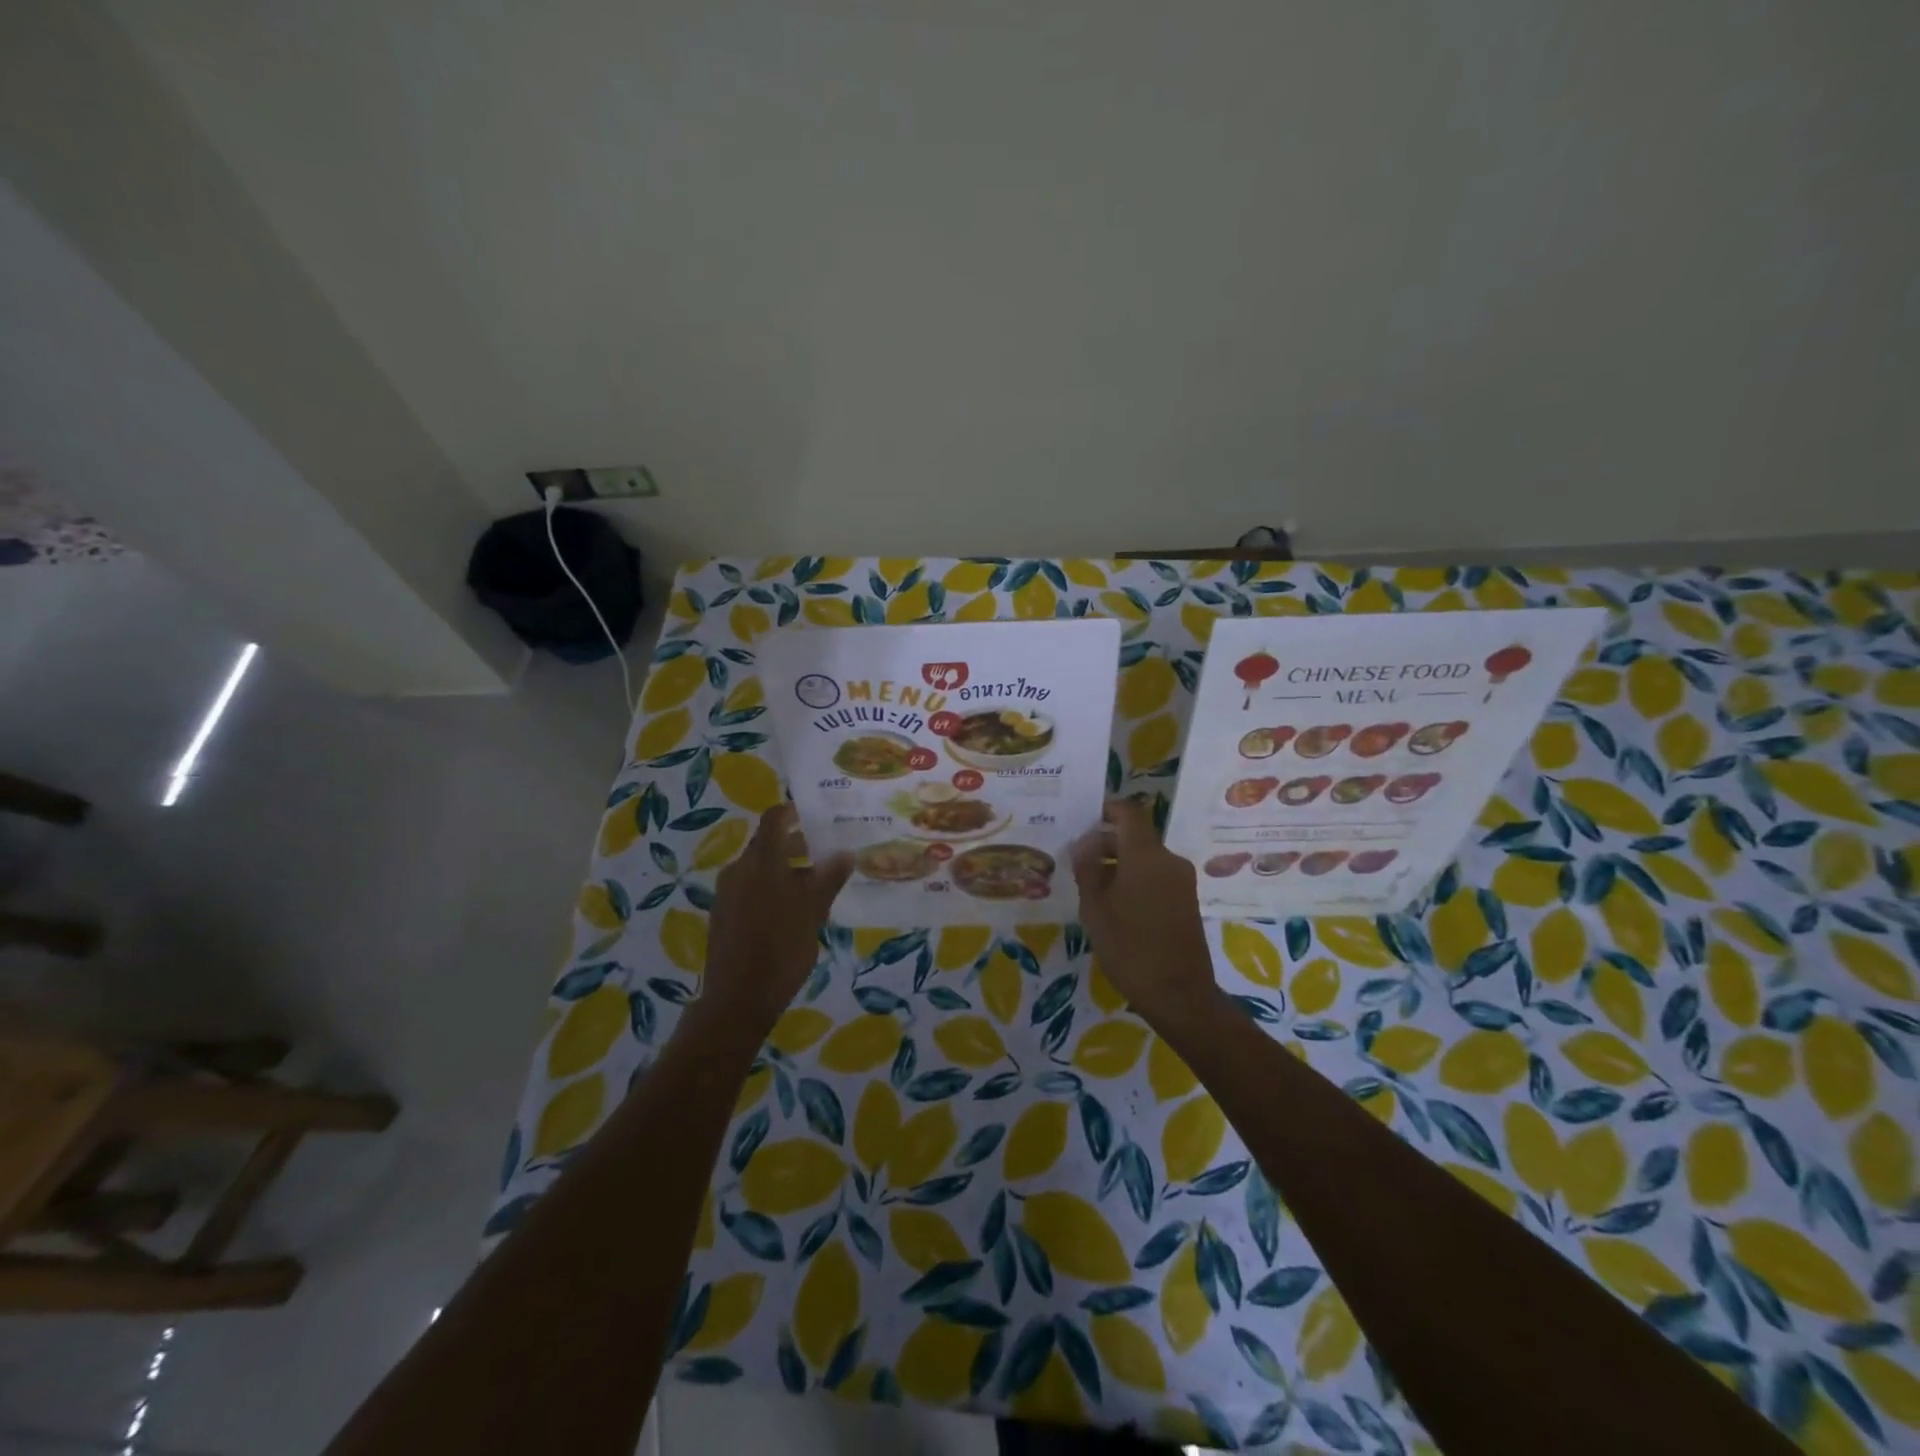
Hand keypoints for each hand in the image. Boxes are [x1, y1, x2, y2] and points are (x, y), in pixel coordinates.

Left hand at [702, 805, 853, 1027]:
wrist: (737, 999)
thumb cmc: (781, 948)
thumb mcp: (813, 911)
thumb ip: (829, 878)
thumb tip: (845, 851)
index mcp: (761, 862)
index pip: (774, 819)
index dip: (792, 810)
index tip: (814, 813)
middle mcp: (739, 870)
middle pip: (768, 845)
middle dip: (796, 845)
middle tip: (826, 853)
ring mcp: (727, 893)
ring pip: (760, 869)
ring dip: (786, 870)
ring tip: (815, 887)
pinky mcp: (723, 915)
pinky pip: (750, 889)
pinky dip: (772, 888)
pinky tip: (792, 911)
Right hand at [1070, 797, 1216, 1025]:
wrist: (1179, 994)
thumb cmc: (1129, 947)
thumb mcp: (1095, 908)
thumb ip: (1087, 868)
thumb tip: (1084, 842)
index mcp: (1146, 855)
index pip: (1129, 812)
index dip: (1107, 809)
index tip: (1084, 819)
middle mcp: (1169, 860)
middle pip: (1136, 836)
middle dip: (1107, 842)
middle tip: (1077, 860)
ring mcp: (1182, 881)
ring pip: (1146, 858)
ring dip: (1119, 863)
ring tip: (1091, 886)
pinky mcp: (1187, 900)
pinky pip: (1157, 876)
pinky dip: (1135, 879)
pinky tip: (1115, 904)